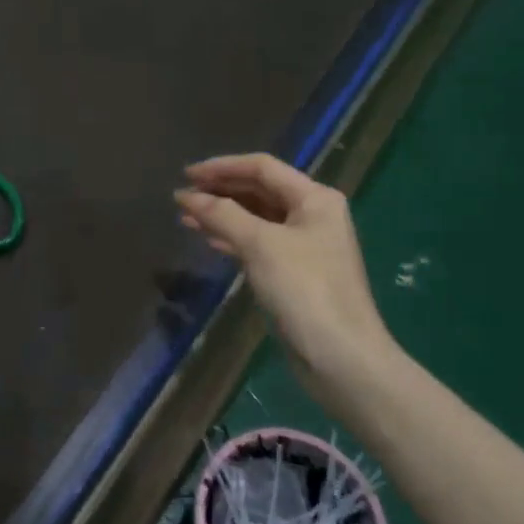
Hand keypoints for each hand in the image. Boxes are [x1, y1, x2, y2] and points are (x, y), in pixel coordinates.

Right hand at [175, 154, 407, 405]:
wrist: (340, 356)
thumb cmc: (304, 289)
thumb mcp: (260, 244)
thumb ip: (222, 214)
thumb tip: (186, 195)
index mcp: (314, 198)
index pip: (262, 167)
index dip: (222, 167)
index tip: (186, 175)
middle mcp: (312, 215)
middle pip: (259, 190)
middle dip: (220, 191)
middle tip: (182, 196)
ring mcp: (305, 245)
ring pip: (256, 218)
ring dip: (222, 215)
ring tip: (186, 218)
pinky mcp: (295, 273)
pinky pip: (258, 244)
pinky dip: (232, 239)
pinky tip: (209, 241)